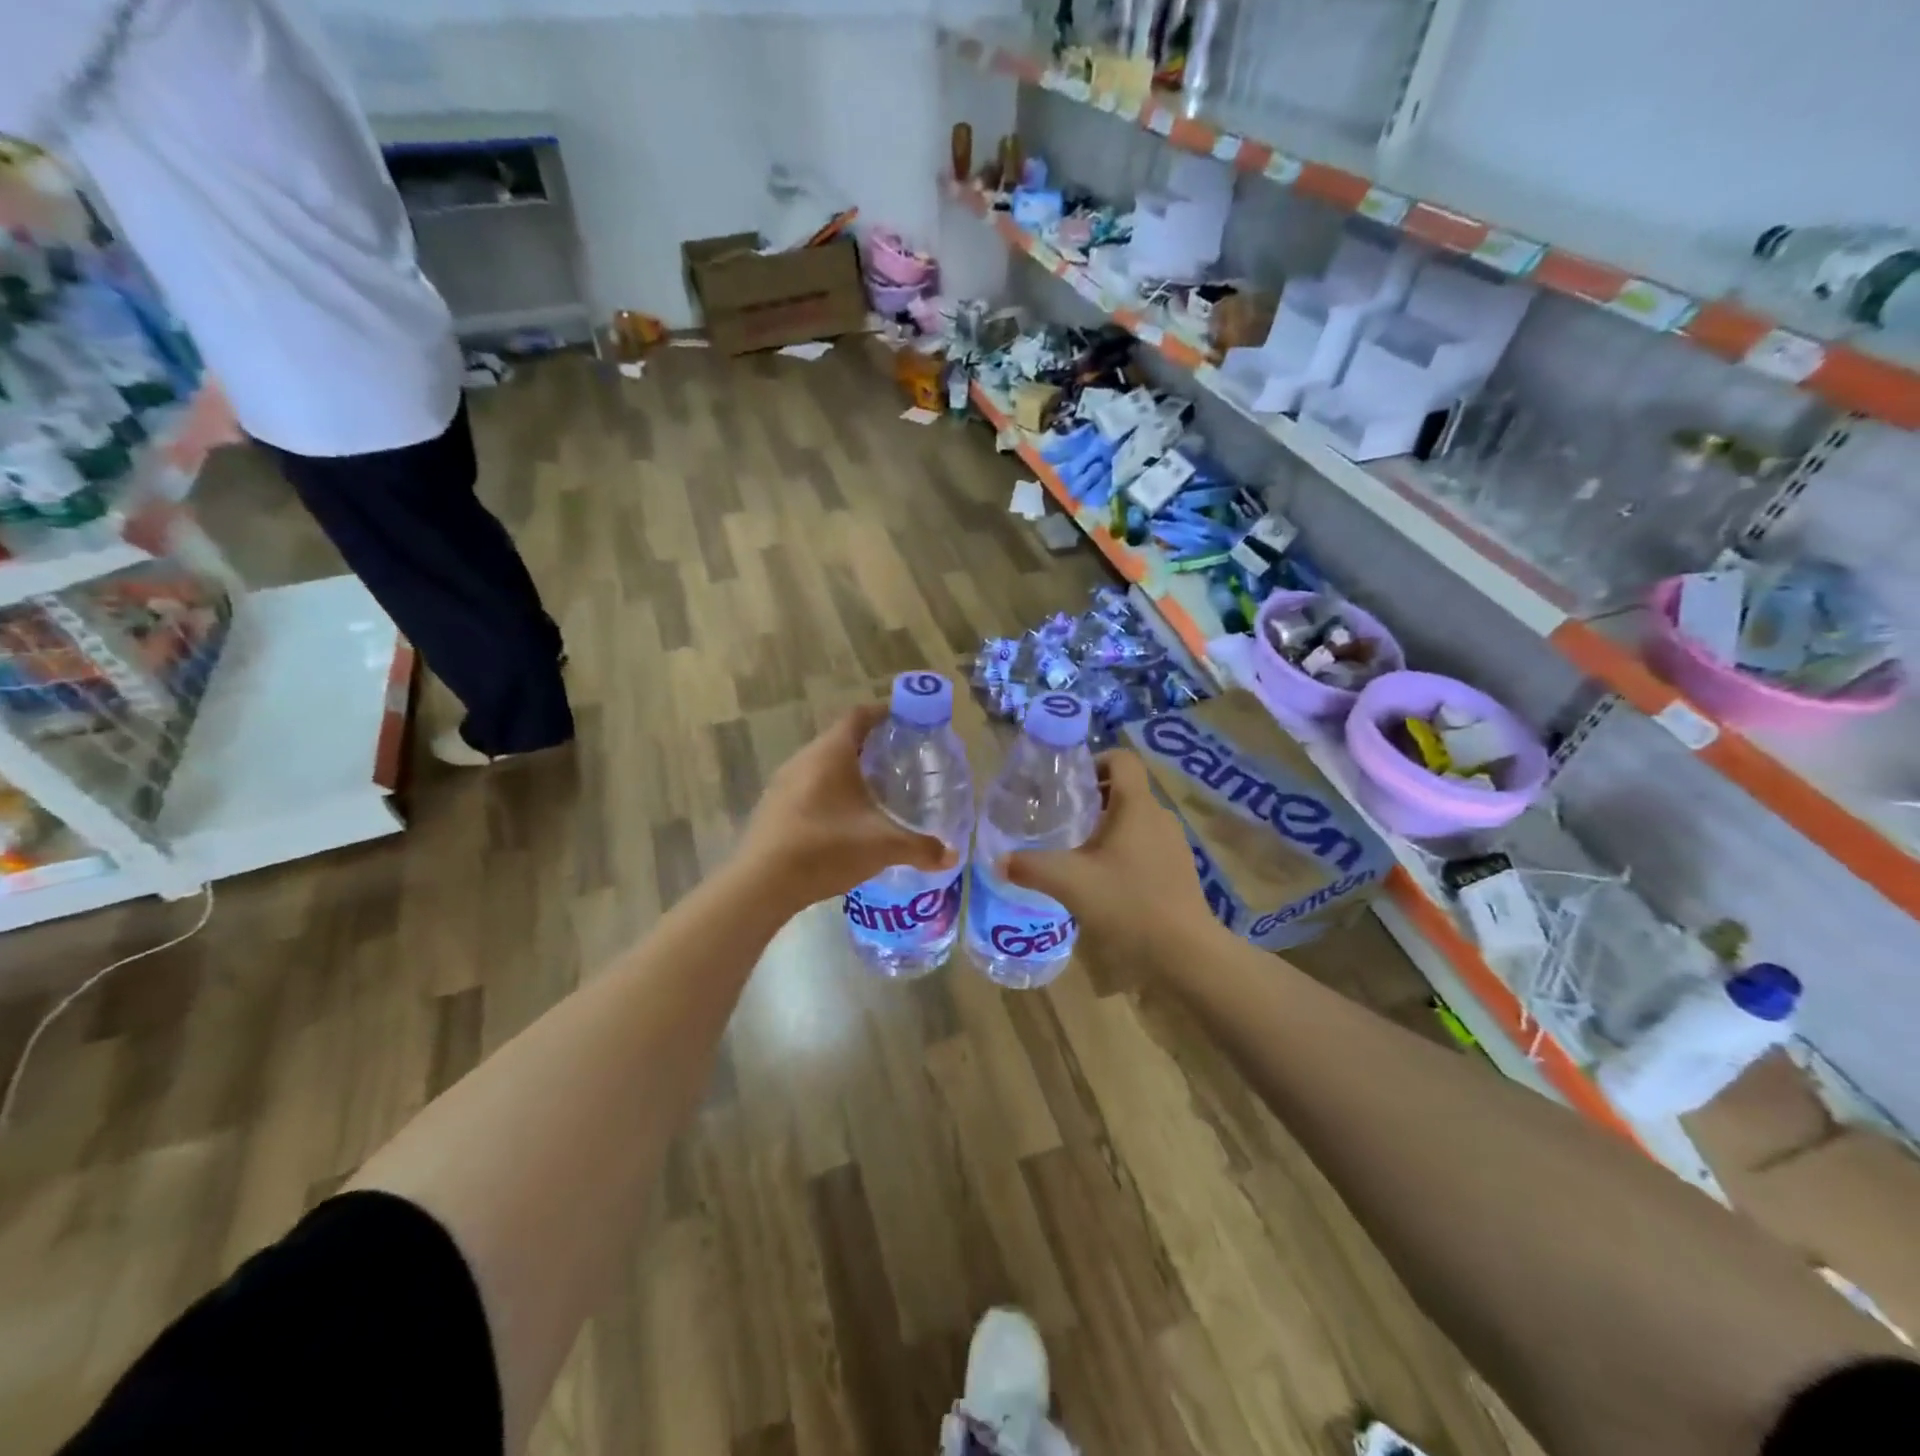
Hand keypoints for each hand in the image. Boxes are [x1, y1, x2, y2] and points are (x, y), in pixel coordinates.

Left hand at [737, 704, 954, 912]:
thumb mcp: (883, 846)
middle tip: (897, 762)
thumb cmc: (827, 848)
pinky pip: (806, 787)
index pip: (859, 716)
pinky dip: (828, 793)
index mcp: (831, 753)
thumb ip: (920, 847)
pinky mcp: (772, 807)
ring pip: (821, 765)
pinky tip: (842, 820)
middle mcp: (804, 759)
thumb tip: (951, 855)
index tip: (905, 722)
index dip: (883, 713)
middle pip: (840, 739)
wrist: (762, 883)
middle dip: (869, 747)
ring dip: (846, 772)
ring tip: (873, 791)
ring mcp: (782, 783)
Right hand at [1002, 750, 1218, 962]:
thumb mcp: (1070, 883)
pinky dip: (1126, 851)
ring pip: (1137, 820)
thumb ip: (1031, 867)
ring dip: (1109, 827)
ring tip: (1080, 853)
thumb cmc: (1128, 903)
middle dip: (1094, 799)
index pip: (1122, 759)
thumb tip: (999, 861)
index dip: (1094, 761)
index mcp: (1137, 806)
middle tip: (1063, 820)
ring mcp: (1174, 844)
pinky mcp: (1180, 870)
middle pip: (1126, 790)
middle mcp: (1160, 816)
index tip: (1068, 785)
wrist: (1185, 953)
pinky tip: (1107, 882)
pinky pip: (1148, 845)